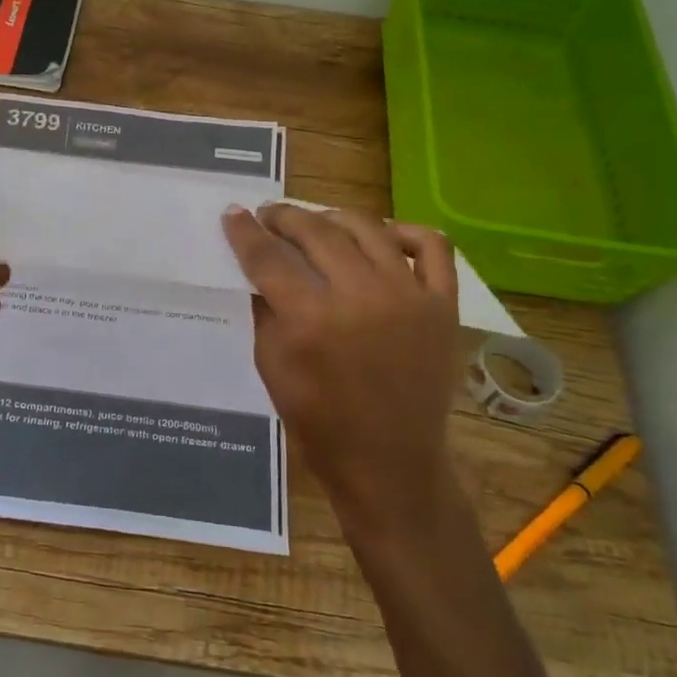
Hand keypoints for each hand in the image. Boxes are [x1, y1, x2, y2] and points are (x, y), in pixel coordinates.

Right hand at [221, 204, 464, 546]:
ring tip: (317, 222)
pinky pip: (432, 247)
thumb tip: (260, 270)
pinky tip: (384, 236)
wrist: (390, 463)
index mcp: (311, 320)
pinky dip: (406, 232)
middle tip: (269, 215)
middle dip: (284, 217)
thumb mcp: (272, 367)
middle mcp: (360, 296)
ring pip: (368, 228)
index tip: (233, 213)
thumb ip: (266, 312)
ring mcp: (408, 296)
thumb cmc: (320, 423)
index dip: (245, 232)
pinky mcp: (442, 305)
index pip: (268, 258)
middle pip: (316, 232)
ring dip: (333, 217)